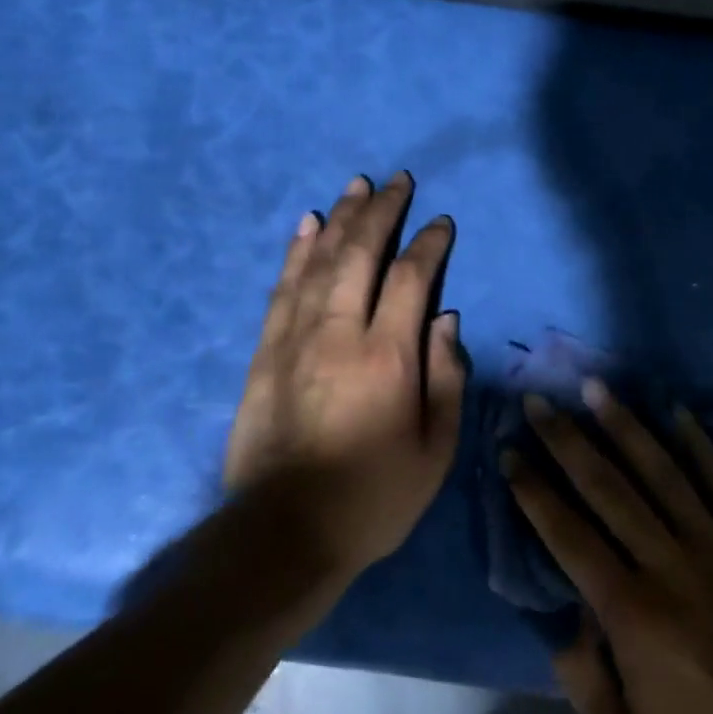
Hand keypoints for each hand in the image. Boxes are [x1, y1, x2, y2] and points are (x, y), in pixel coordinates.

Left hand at [224, 172, 465, 581]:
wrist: (283, 533)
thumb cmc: (372, 498)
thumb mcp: (434, 453)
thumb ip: (446, 379)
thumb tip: (447, 319)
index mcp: (388, 357)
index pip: (413, 278)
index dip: (428, 243)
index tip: (440, 222)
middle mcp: (341, 332)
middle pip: (362, 253)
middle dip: (382, 211)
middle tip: (397, 180)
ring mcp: (296, 337)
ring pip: (321, 260)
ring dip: (341, 218)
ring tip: (356, 185)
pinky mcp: (266, 350)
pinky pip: (283, 287)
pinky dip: (297, 251)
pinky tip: (307, 224)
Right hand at [506, 383, 712, 713]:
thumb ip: (582, 678)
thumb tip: (562, 617)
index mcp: (632, 613)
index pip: (568, 533)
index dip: (533, 490)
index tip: (509, 452)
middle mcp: (671, 565)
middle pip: (607, 487)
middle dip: (565, 439)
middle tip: (536, 401)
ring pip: (662, 472)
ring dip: (624, 425)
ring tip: (595, 387)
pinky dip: (700, 446)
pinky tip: (676, 413)